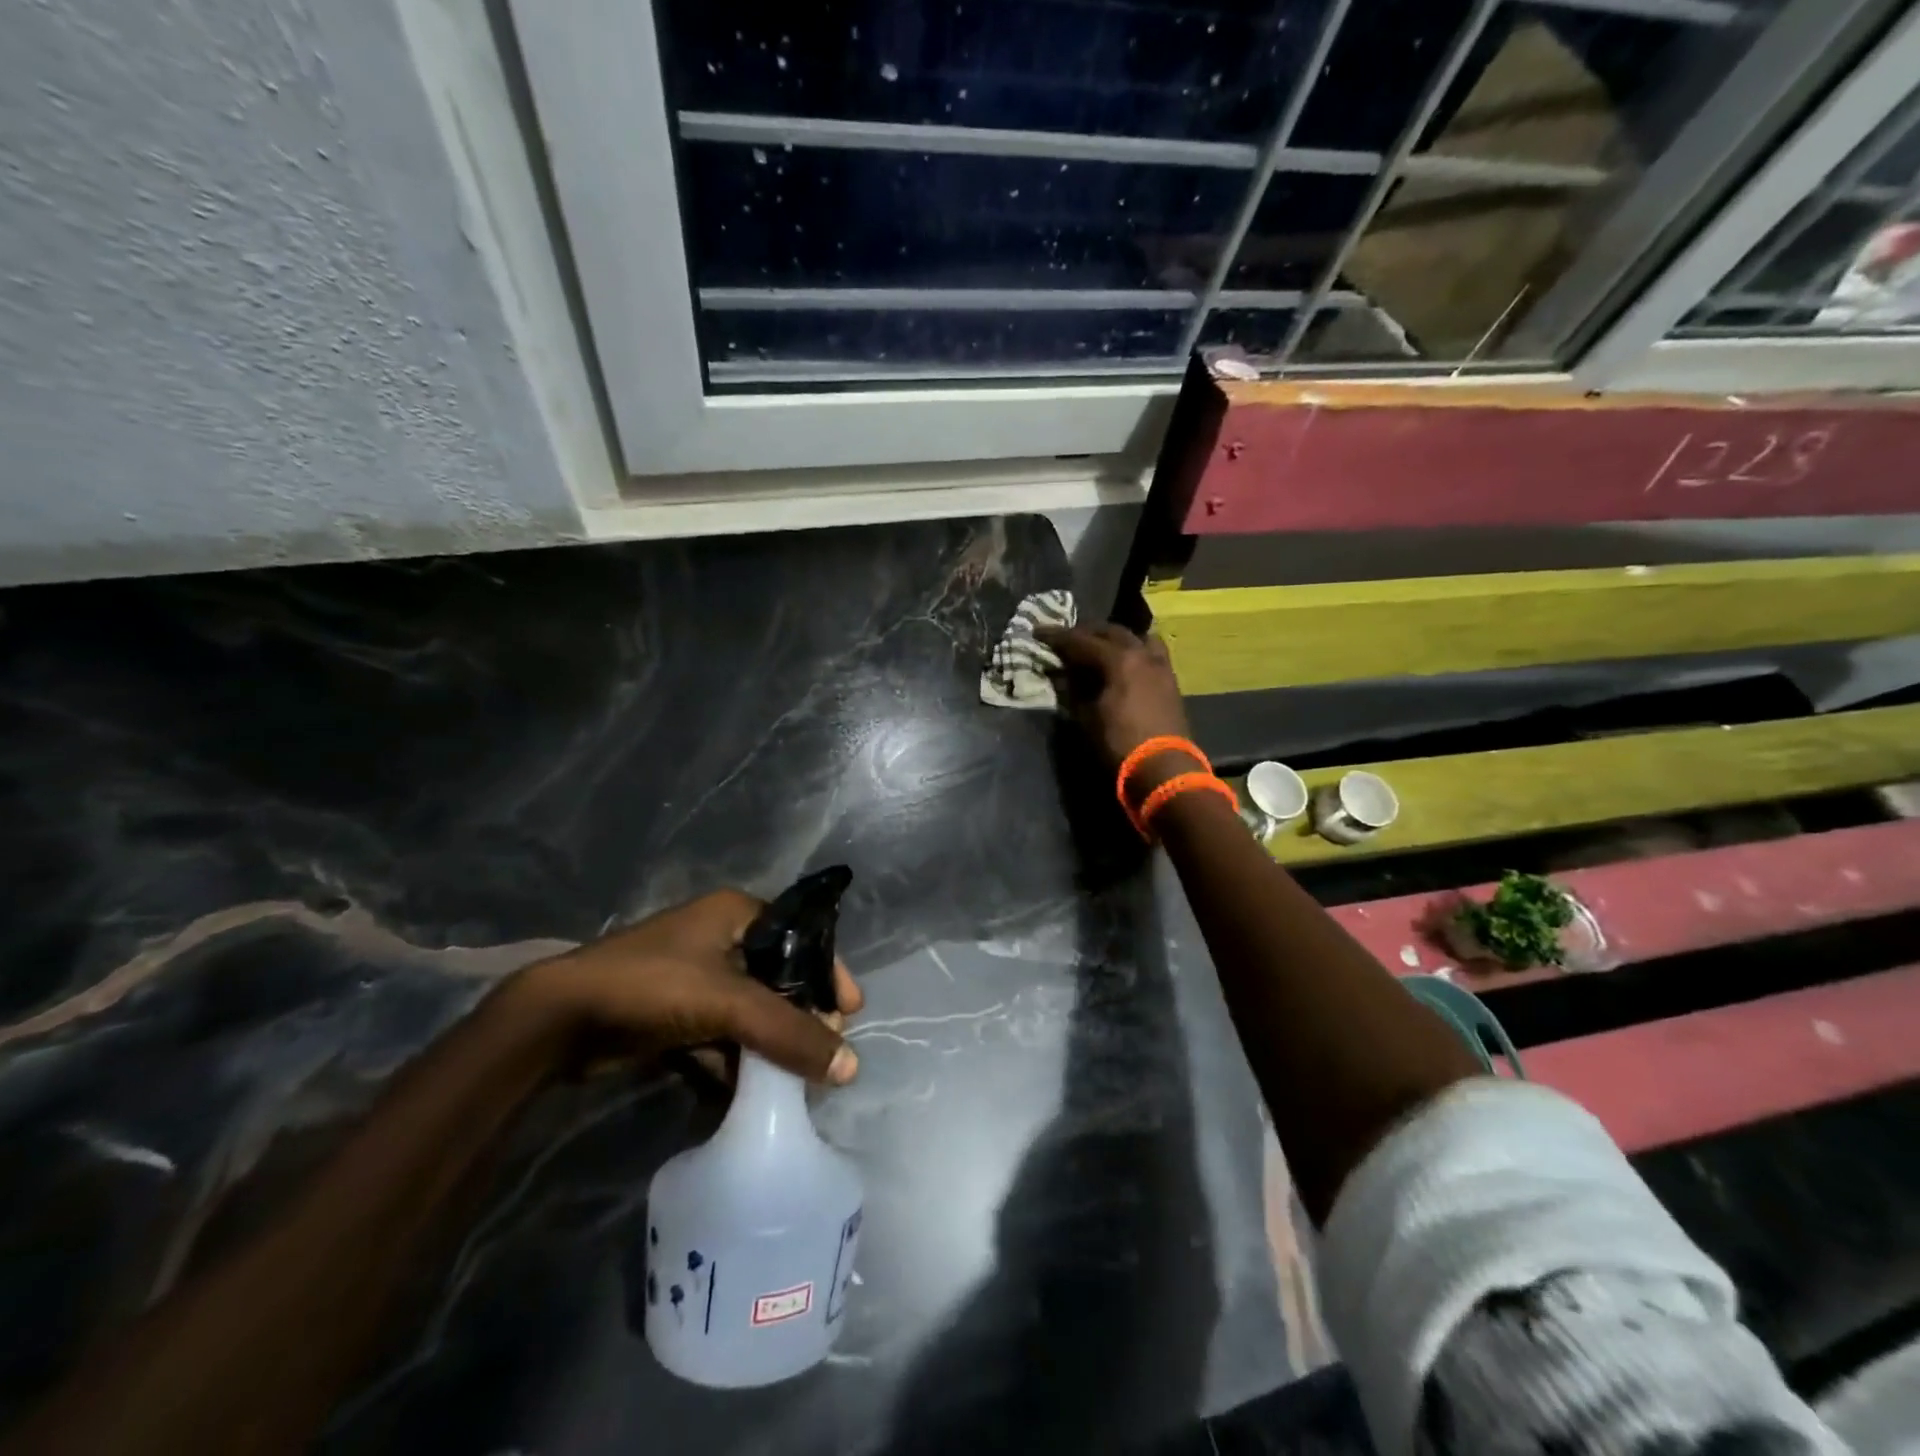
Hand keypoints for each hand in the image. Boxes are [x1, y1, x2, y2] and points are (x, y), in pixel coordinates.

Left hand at [510, 889, 863, 1084]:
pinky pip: (719, 1035)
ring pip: (749, 1011)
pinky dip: (733, 1061)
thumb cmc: (652, 986)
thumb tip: (852, 1066)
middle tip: (823, 1050)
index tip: (851, 1010)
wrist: (558, 1021)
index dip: (829, 972)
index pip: (802, 938)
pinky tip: (748, 1092)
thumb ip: (790, 1033)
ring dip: (768, 1045)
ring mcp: (694, 976)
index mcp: (736, 913)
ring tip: (792, 1080)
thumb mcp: (729, 1004)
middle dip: (799, 1017)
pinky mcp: (673, 1012)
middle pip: (777, 979)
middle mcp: (719, 938)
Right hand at [1037, 622, 1192, 774]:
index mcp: (1120, 660)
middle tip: (1066, 638)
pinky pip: (1150, 652)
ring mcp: (1160, 665)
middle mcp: (1142, 654)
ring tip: (1099, 646)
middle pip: (1111, 632)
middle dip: (1086, 632)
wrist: (1164, 769)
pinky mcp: (1170, 680)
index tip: (1038, 633)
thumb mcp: (1087, 718)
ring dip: (1115, 638)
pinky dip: (1133, 649)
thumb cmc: (1120, 744)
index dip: (1058, 637)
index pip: (1082, 641)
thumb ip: (1073, 690)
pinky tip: (1123, 662)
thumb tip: (1062, 675)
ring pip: (1137, 637)